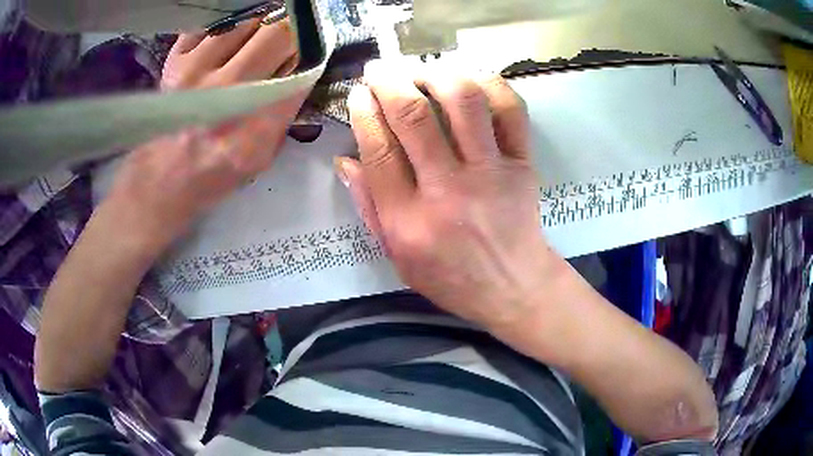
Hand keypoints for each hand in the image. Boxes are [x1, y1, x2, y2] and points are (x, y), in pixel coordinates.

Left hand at [102, 20, 304, 255]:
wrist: (158, 180)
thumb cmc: (212, 174)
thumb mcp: (261, 159)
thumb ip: (284, 114)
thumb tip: (300, 68)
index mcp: (254, 125)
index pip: (301, 66)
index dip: (313, 51)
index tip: (313, 48)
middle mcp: (226, 90)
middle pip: (278, 32)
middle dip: (291, 30)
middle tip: (285, 39)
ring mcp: (195, 70)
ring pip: (247, 19)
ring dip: (259, 25)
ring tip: (254, 39)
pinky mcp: (174, 60)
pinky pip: (213, 23)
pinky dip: (227, 26)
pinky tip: (227, 41)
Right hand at [339, 63, 559, 327]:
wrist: (513, 287)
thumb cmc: (451, 278)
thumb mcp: (397, 257)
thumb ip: (370, 208)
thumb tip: (344, 161)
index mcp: (409, 220)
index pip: (379, 150)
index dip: (364, 113)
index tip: (358, 94)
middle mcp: (448, 190)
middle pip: (414, 117)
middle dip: (389, 82)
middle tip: (379, 69)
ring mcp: (491, 173)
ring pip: (463, 101)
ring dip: (436, 75)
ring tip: (421, 71)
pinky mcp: (522, 164)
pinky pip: (510, 111)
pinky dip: (489, 84)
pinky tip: (469, 79)